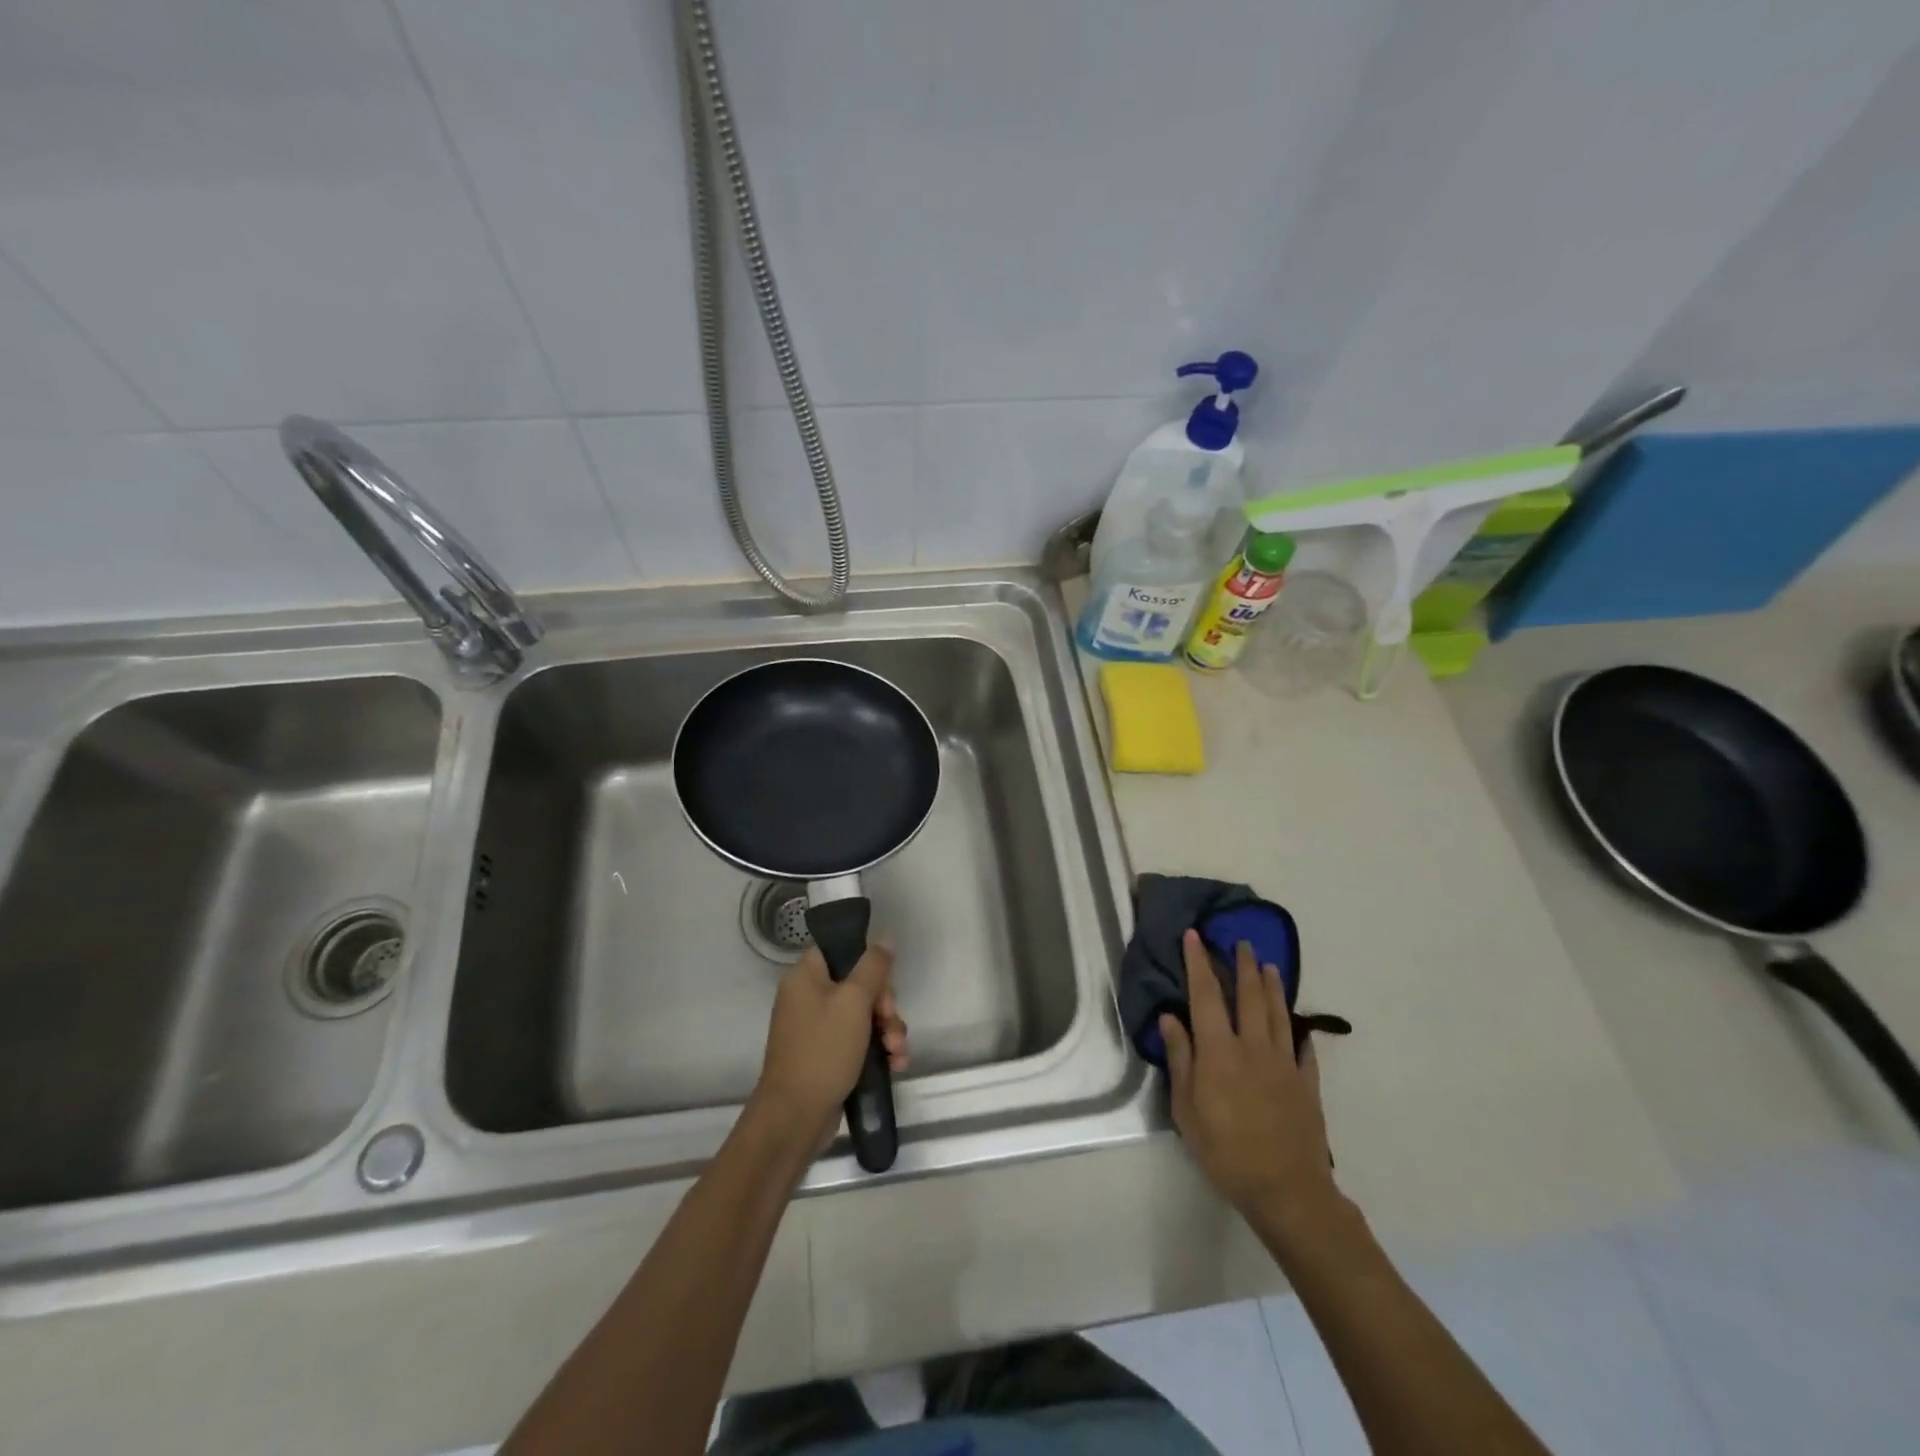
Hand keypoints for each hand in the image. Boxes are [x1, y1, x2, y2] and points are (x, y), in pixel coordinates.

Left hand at [753, 941, 908, 1149]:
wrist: (795, 1117)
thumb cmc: (823, 1050)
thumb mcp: (854, 1002)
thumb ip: (873, 967)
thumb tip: (885, 937)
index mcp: (806, 977)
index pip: (840, 950)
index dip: (867, 963)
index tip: (883, 983)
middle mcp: (809, 998)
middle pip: (859, 985)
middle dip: (885, 1006)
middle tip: (890, 1024)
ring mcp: (818, 1029)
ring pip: (864, 1015)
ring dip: (888, 1031)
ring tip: (897, 1053)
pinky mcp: (828, 1056)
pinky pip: (859, 1041)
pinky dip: (878, 1050)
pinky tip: (895, 1064)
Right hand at [1161, 930, 1340, 1233]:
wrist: (1286, 1190)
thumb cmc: (1225, 1151)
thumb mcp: (1186, 1110)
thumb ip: (1180, 1060)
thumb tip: (1170, 1018)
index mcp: (1219, 1051)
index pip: (1205, 995)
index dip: (1198, 963)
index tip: (1195, 936)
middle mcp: (1253, 1046)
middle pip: (1248, 995)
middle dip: (1242, 965)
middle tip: (1240, 942)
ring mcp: (1284, 1063)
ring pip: (1277, 1013)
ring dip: (1271, 986)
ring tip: (1268, 965)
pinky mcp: (1306, 1083)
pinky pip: (1302, 1048)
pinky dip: (1298, 1031)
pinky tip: (1297, 1025)